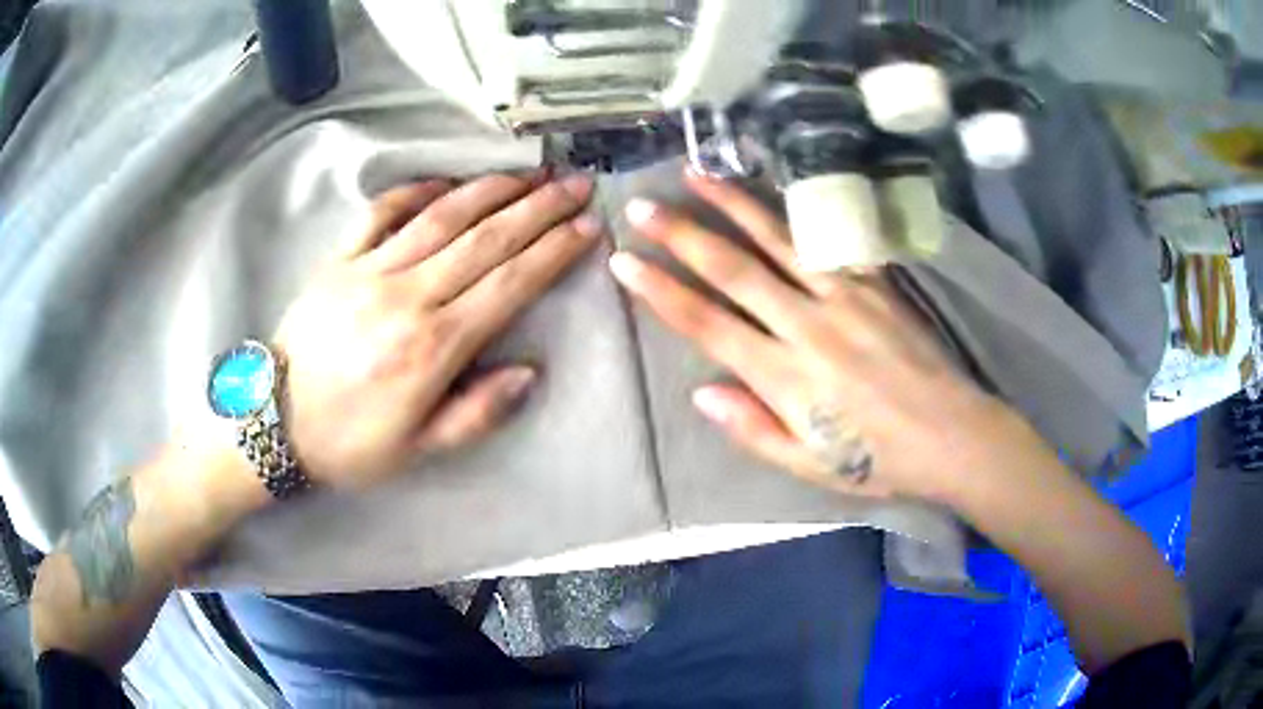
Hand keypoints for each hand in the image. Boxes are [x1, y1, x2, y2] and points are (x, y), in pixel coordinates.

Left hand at [274, 172, 599, 487]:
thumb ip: (476, 413)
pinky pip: (382, 213)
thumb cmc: (349, 442)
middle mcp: (408, 296)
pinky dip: (418, 191)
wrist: (273, 422)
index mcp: (433, 347)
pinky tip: (447, 181)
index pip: (509, 285)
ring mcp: (370, 270)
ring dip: (491, 189)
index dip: (552, 252)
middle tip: (576, 184)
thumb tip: (528, 372)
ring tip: (528, 173)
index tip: (586, 227)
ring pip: (442, 217)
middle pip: (486, 240)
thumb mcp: (418, 450)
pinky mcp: (340, 259)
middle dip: (538, 208)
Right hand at [610, 169, 1030, 503]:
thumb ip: (753, 429)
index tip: (625, 263)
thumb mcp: (809, 465)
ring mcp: (846, 295)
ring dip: (733, 204)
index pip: (708, 324)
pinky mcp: (876, 282)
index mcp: (786, 377)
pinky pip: (831, 238)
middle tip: (642, 206)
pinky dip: (798, 211)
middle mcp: (809, 325)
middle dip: (681, 235)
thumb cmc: (878, 459)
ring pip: (779, 239)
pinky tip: (775, 188)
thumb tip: (702, 392)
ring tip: (697, 173)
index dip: (661, 292)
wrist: (952, 434)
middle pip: (734, 270)